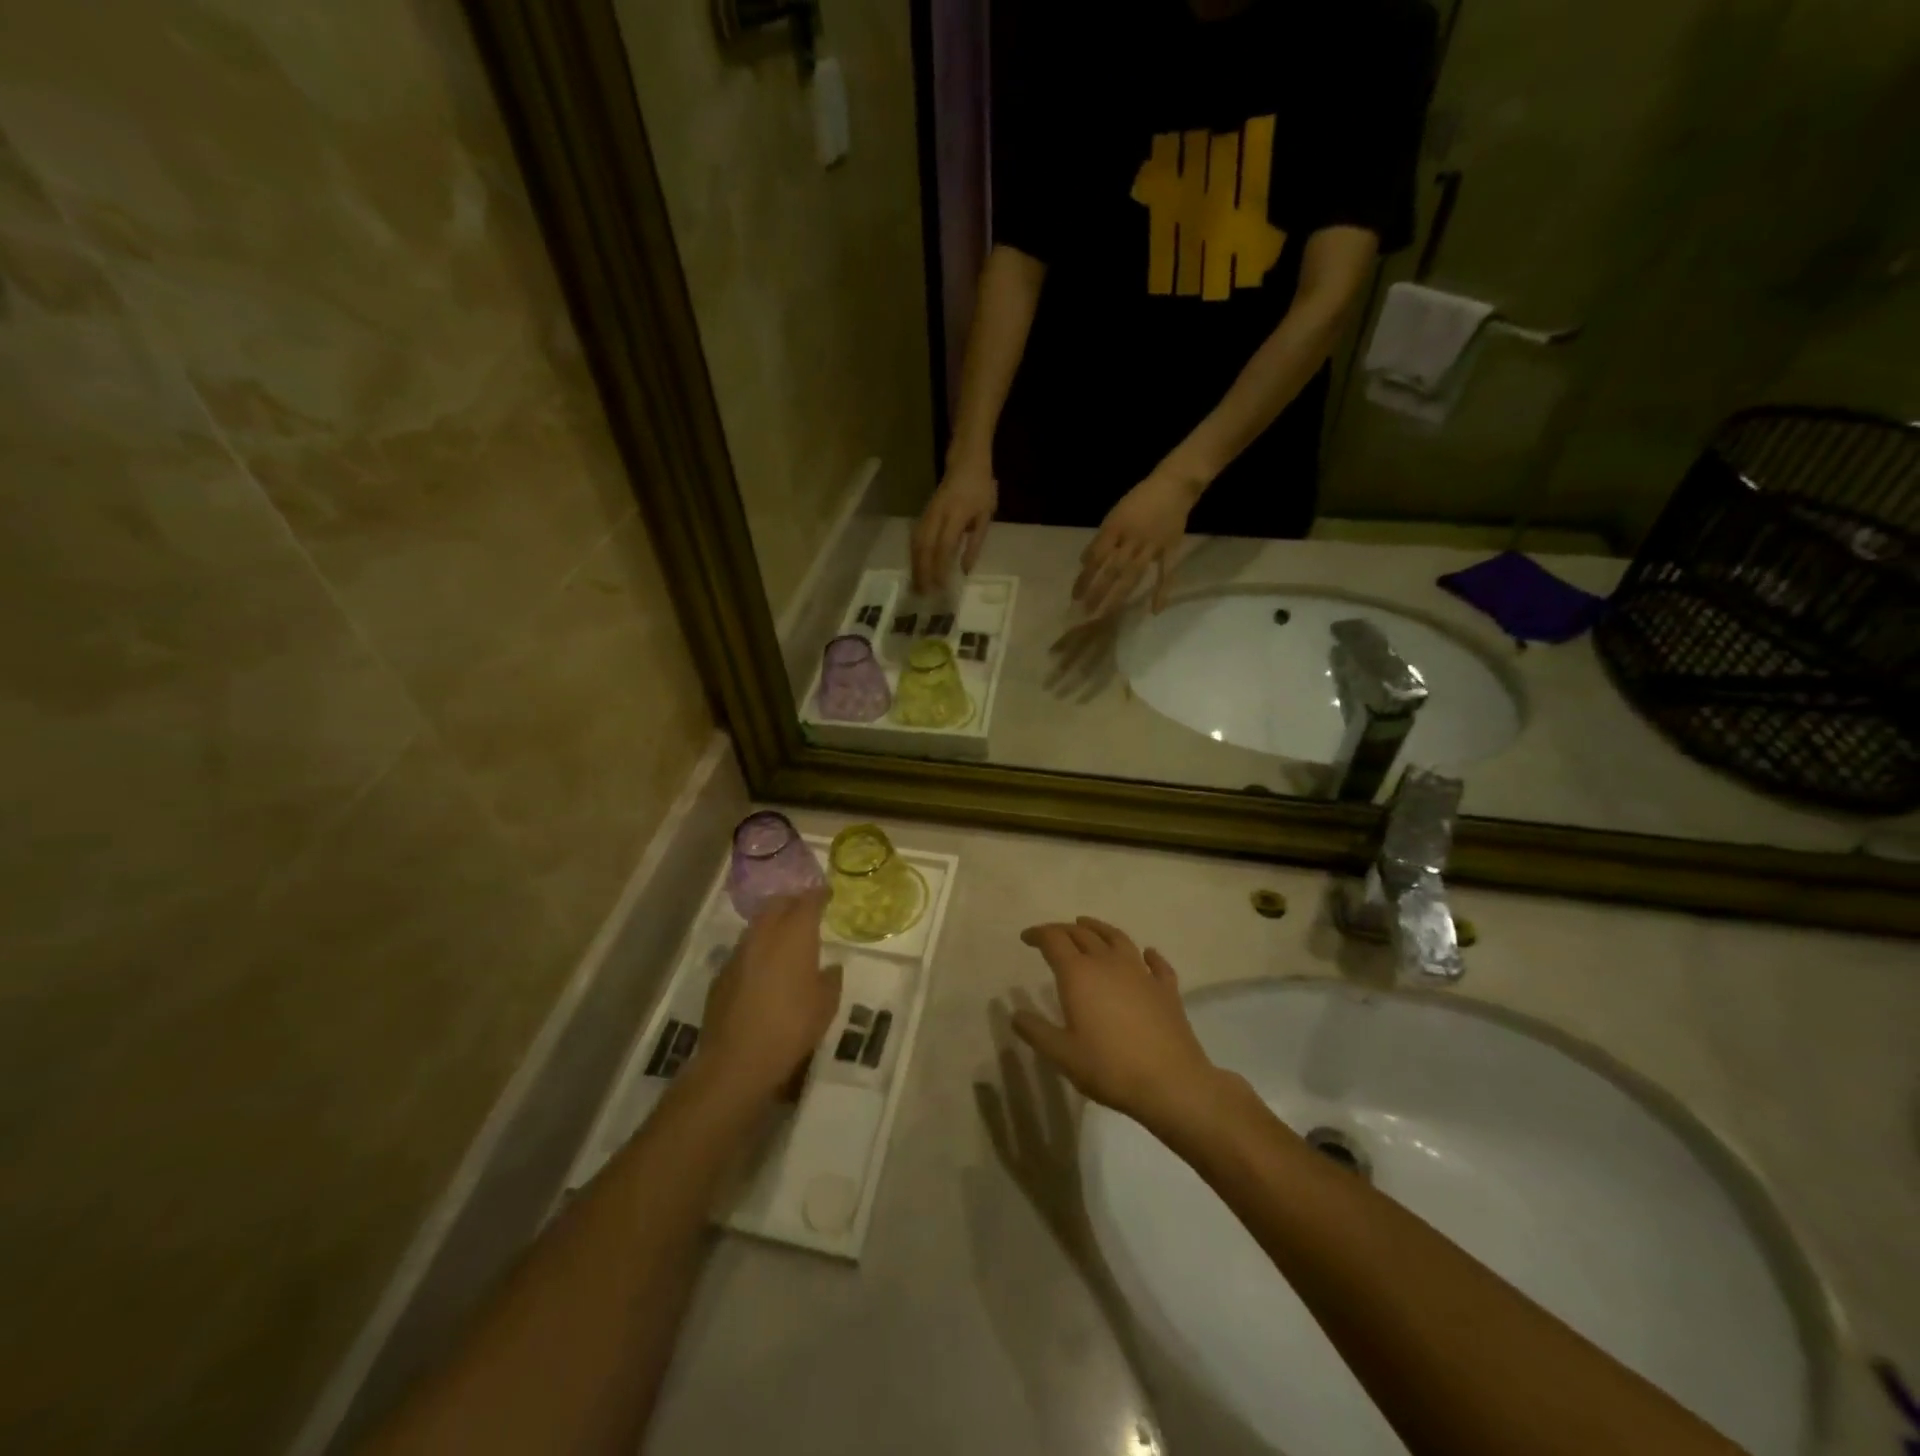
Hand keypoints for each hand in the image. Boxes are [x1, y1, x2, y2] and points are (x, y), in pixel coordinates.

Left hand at [701, 890, 842, 1103]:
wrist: (736, 1060)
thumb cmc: (792, 1027)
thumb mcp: (826, 1006)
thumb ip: (830, 980)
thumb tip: (829, 968)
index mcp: (794, 936)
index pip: (808, 901)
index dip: (819, 895)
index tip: (827, 894)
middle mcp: (764, 935)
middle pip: (777, 904)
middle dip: (792, 903)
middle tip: (806, 912)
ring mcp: (739, 953)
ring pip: (757, 925)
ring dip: (772, 925)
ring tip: (785, 940)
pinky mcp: (721, 974)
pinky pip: (744, 950)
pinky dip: (757, 951)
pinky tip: (764, 971)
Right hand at [912, 460, 997, 592]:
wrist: (966, 462)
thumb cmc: (981, 489)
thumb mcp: (985, 516)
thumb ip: (974, 544)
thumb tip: (965, 570)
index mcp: (956, 515)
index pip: (944, 546)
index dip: (940, 568)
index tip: (940, 587)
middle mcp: (937, 515)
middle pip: (924, 547)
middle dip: (922, 572)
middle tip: (923, 593)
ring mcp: (927, 514)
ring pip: (916, 543)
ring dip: (915, 566)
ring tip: (917, 586)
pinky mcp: (923, 514)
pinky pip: (915, 538)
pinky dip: (914, 556)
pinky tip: (915, 568)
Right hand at [1012, 918, 1222, 1135]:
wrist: (1171, 1082)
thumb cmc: (1109, 1067)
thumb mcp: (1062, 1055)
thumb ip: (1036, 1032)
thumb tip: (1016, 1014)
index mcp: (1079, 974)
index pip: (1054, 940)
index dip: (1038, 934)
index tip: (1026, 937)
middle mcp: (1108, 963)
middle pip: (1083, 934)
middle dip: (1064, 930)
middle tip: (1052, 935)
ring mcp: (1141, 972)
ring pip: (1117, 938)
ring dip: (1099, 928)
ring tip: (1088, 925)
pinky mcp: (1166, 988)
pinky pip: (1156, 964)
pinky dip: (1149, 955)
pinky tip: (1147, 955)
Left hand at [1072, 469, 1200, 617]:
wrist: (1174, 485)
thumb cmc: (1140, 500)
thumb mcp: (1114, 514)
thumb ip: (1101, 539)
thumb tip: (1085, 562)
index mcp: (1115, 528)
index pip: (1095, 557)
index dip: (1084, 577)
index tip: (1075, 596)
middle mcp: (1131, 539)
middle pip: (1111, 569)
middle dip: (1097, 592)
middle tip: (1086, 612)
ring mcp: (1151, 545)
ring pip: (1132, 574)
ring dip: (1118, 596)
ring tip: (1107, 614)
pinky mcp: (1170, 549)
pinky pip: (1166, 572)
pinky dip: (1161, 591)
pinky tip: (1154, 610)